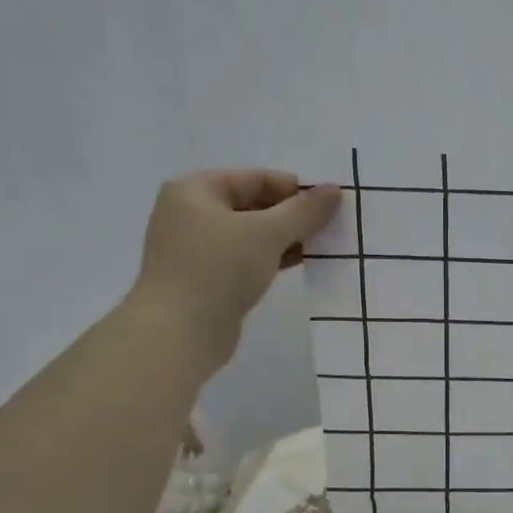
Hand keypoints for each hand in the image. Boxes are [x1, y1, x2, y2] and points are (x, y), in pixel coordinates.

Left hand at [128, 169, 341, 363]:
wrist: (178, 333)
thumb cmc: (218, 269)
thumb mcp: (267, 233)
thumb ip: (304, 211)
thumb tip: (334, 189)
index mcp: (195, 190)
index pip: (254, 178)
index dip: (294, 189)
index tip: (330, 204)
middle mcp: (191, 213)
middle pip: (252, 204)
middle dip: (291, 215)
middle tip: (330, 226)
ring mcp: (196, 248)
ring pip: (251, 234)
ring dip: (285, 238)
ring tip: (321, 245)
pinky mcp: (206, 278)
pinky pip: (245, 258)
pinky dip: (271, 258)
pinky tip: (300, 264)